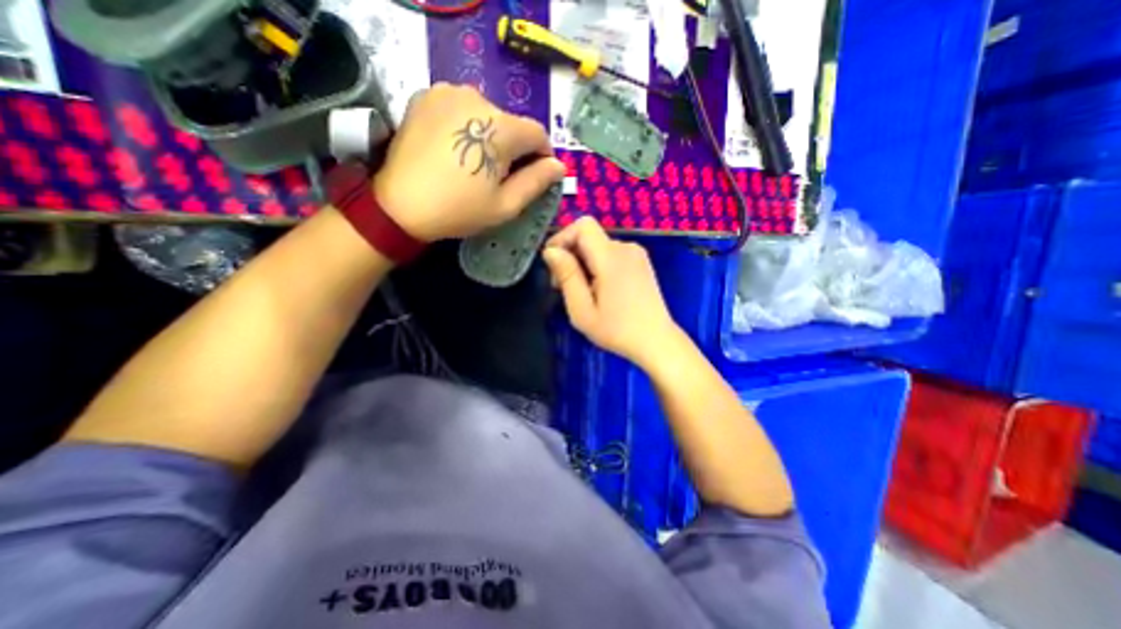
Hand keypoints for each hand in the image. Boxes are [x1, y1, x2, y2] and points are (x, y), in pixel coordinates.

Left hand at [376, 81, 569, 243]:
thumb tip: (558, 166)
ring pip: (487, 114)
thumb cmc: (459, 210)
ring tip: (475, 163)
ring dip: (490, 136)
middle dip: (514, 148)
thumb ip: (536, 182)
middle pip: (511, 124)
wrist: (400, 205)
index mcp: (500, 127)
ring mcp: (447, 92)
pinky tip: (455, 148)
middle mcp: (477, 97)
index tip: (534, 176)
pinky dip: (466, 126)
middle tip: (500, 176)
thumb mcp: (506, 205)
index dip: (541, 156)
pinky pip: (461, 108)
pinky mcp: (426, 96)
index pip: (538, 134)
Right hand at [543, 220, 682, 370]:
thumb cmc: (617, 330)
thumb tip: (551, 251)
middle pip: (589, 236)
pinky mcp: (640, 262)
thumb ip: (567, 276)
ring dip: (583, 263)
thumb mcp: (582, 310)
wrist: (656, 341)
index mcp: (611, 257)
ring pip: (598, 246)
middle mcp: (626, 248)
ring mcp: (636, 253)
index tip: (553, 264)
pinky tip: (599, 289)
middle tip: (564, 288)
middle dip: (570, 255)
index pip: (583, 225)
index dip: (562, 237)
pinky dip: (598, 265)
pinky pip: (611, 253)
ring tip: (582, 293)